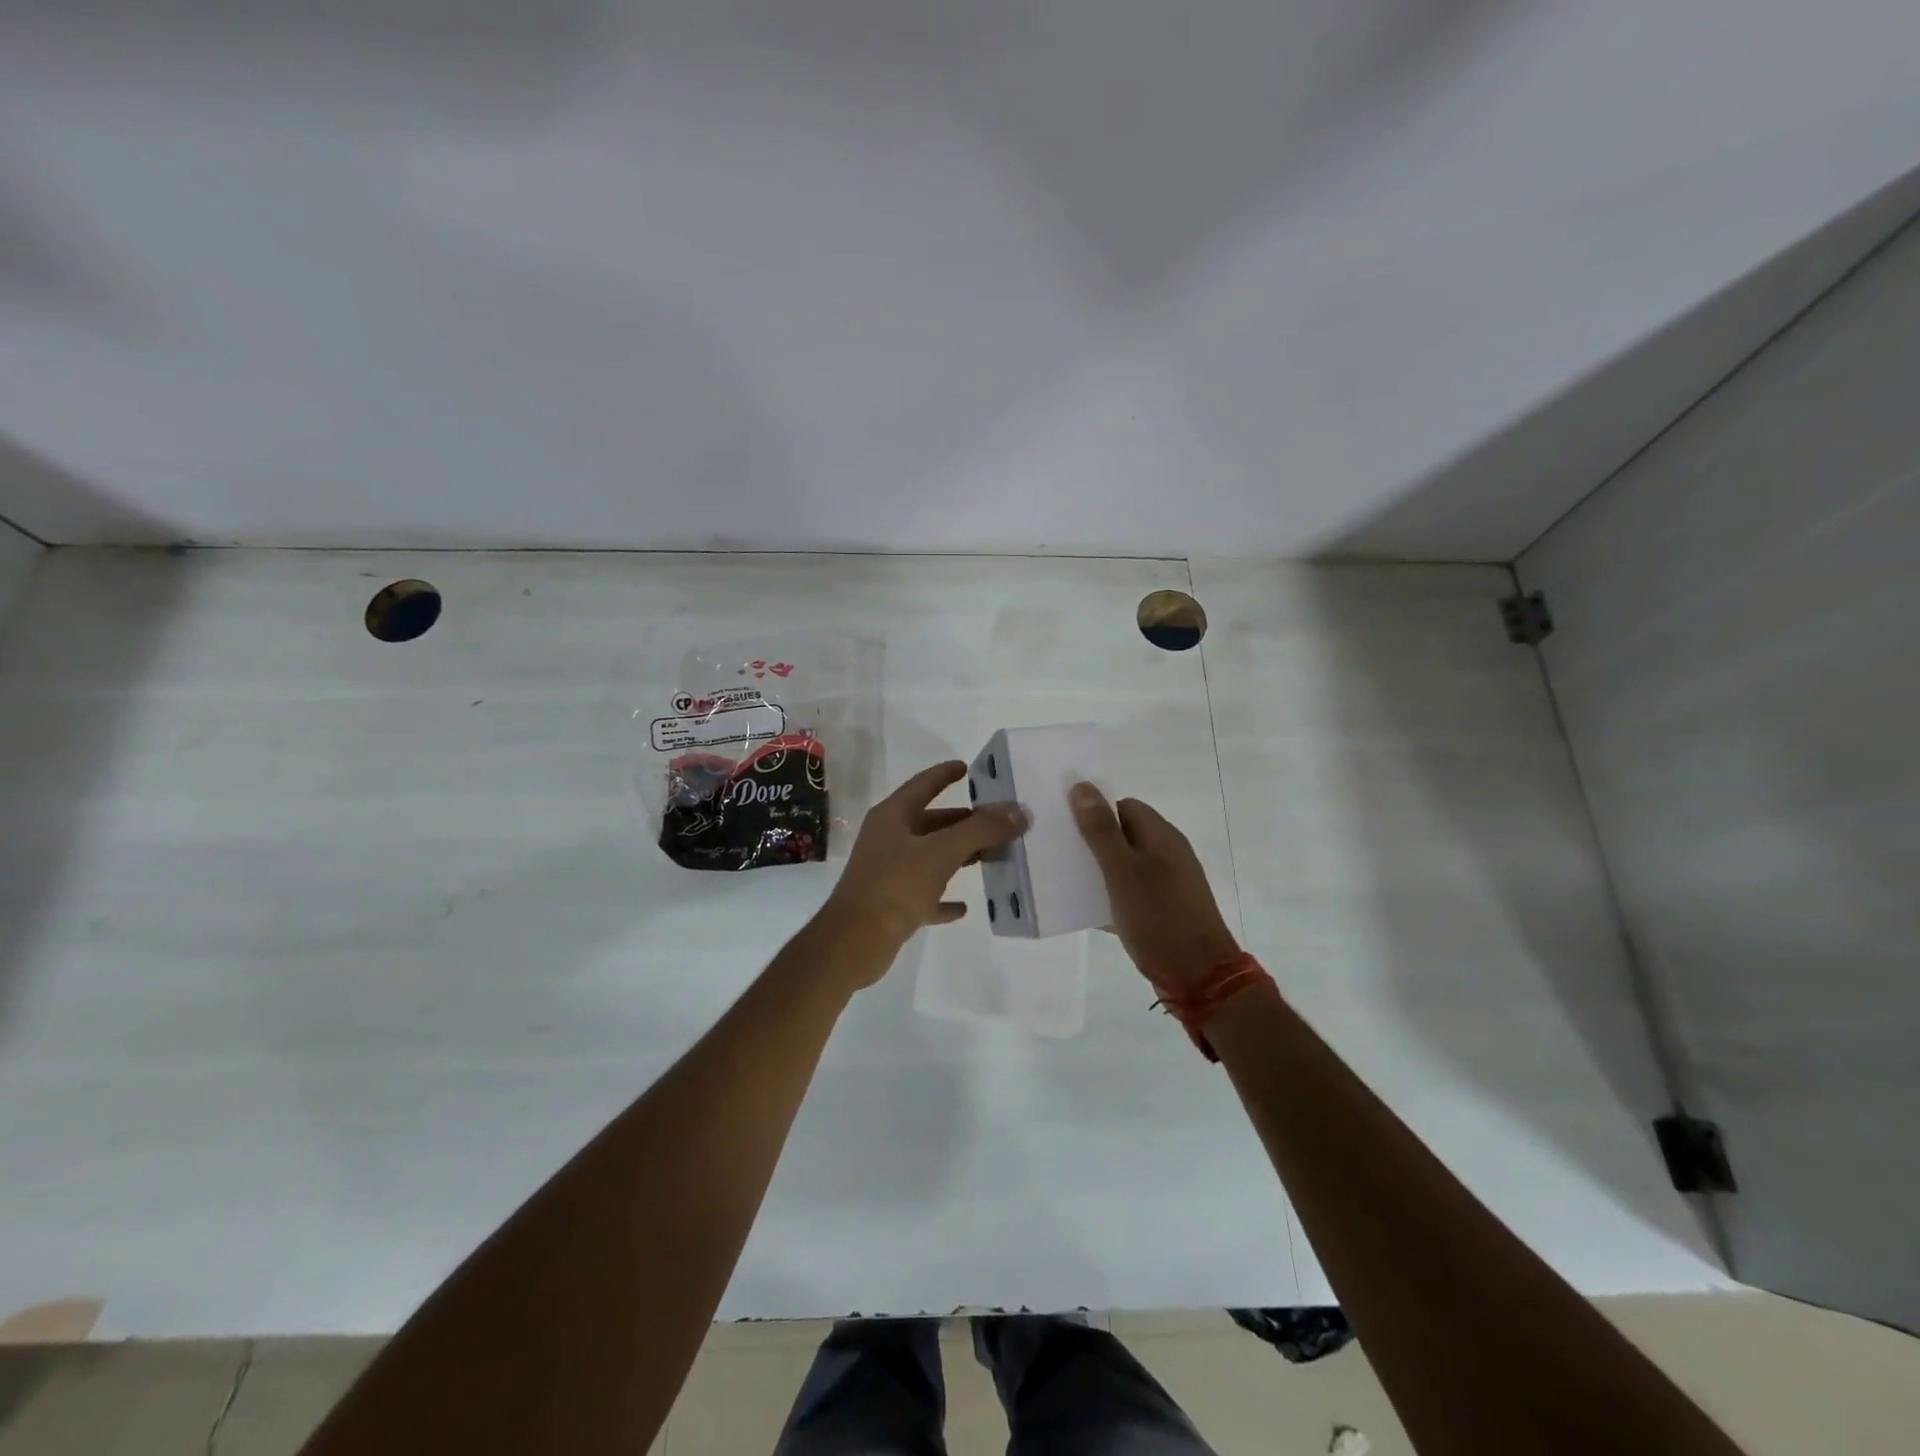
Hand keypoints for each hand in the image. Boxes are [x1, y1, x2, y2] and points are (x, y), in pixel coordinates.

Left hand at [823, 761, 1028, 965]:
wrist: (853, 943)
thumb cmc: (895, 886)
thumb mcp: (942, 853)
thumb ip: (981, 830)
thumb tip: (1019, 811)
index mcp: (893, 817)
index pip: (923, 785)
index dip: (945, 774)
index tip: (969, 768)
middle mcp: (889, 839)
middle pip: (932, 823)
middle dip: (965, 822)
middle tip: (1000, 823)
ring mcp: (888, 872)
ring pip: (931, 857)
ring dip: (960, 856)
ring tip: (993, 857)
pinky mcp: (892, 904)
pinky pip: (925, 895)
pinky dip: (944, 897)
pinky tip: (965, 906)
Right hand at [1070, 783, 1240, 994]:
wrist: (1200, 977)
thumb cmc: (1159, 917)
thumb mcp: (1122, 872)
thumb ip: (1101, 830)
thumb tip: (1081, 785)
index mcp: (1161, 836)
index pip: (1123, 806)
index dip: (1094, 811)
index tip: (1064, 826)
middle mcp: (1167, 853)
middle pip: (1123, 834)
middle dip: (1091, 842)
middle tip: (1058, 853)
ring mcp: (1168, 883)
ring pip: (1124, 866)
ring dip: (1098, 871)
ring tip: (1064, 880)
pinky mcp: (1164, 910)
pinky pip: (1130, 893)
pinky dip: (1110, 897)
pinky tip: (1085, 909)